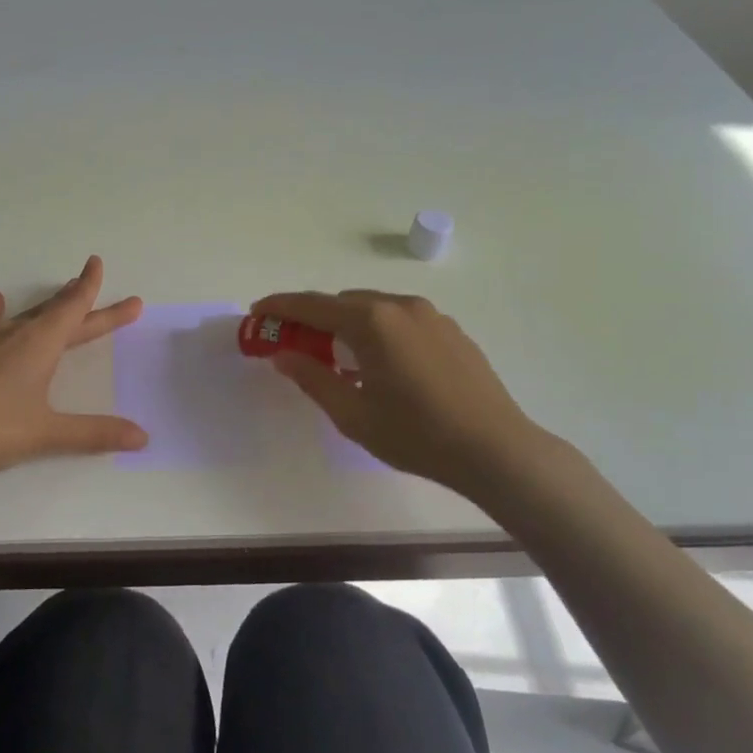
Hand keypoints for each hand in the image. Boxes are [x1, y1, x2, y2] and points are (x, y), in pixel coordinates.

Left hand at [0, 256, 148, 482]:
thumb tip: (143, 438)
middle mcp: (16, 334)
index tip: (97, 263)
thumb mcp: (47, 434)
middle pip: (57, 312)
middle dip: (84, 301)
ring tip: (61, 292)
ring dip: (48, 305)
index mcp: (40, 345)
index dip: (90, 288)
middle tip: (106, 290)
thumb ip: (95, 434)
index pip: (74, 309)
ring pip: (25, 314)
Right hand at [250, 289, 553, 499]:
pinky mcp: (451, 331)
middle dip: (314, 318)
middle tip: (296, 345)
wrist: (495, 449)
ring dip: (347, 324)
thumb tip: (284, 356)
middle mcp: (400, 307)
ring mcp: (431, 316)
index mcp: (371, 322)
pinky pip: (400, 320)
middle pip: (343, 303)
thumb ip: (313, 378)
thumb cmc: (416, 434)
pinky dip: (378, 331)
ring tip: (339, 358)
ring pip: (374, 309)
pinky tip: (380, 365)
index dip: (280, 307)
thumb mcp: (352, 414)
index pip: (312, 305)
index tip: (257, 311)